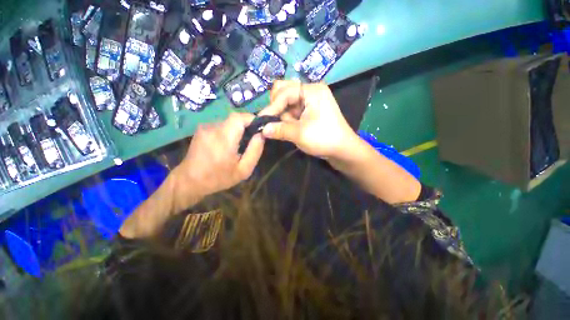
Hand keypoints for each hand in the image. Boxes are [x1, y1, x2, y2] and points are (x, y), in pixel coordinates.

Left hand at [173, 112, 264, 207]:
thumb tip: (261, 135)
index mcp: (224, 138)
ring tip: (239, 144)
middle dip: (246, 126)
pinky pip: (220, 125)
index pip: (239, 117)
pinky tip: (227, 144)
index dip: (251, 119)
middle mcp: (213, 128)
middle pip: (234, 118)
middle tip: (251, 139)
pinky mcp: (201, 129)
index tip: (259, 128)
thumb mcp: (244, 170)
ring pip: (228, 121)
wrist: (189, 181)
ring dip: (237, 129)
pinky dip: (228, 131)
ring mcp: (205, 127)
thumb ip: (255, 151)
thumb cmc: (219, 178)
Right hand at [259, 81, 357, 158]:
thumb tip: (261, 129)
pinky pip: (293, 110)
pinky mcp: (310, 110)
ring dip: (284, 115)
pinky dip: (289, 119)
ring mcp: (311, 101)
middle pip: (285, 91)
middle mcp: (311, 91)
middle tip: (275, 121)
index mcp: (312, 90)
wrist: (342, 150)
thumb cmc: (323, 139)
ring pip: (287, 102)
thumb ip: (279, 129)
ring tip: (290, 128)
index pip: (284, 92)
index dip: (272, 106)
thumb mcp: (299, 134)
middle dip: (278, 107)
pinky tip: (293, 128)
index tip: (261, 120)